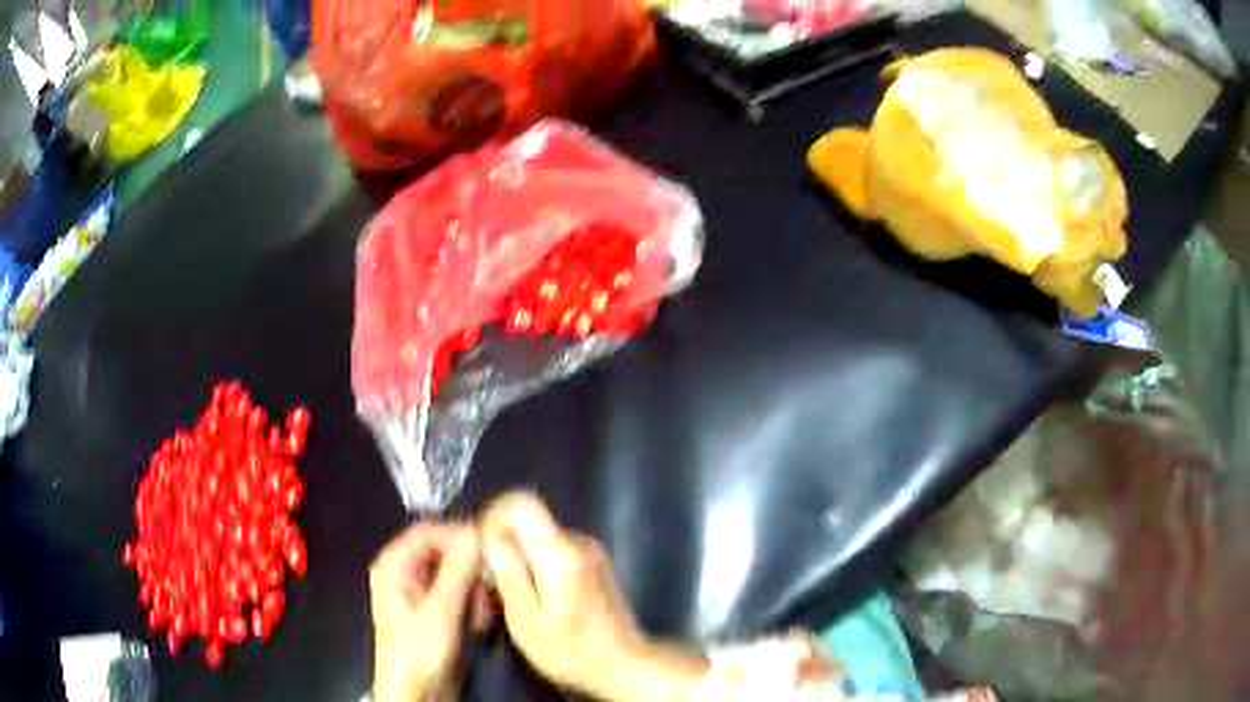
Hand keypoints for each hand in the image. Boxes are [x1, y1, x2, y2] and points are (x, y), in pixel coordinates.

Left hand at [369, 522, 493, 701]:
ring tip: (482, 615)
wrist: (416, 695)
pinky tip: (478, 625)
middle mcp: (406, 574)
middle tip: (489, 589)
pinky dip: (472, 606)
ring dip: (474, 592)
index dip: (459, 536)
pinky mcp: (437, 614)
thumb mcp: (440, 611)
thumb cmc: (419, 651)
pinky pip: (460, 596)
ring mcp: (422, 595)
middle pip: (445, 553)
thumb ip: (458, 570)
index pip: (429, 531)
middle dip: (470, 572)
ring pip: (457, 576)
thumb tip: (476, 531)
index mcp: (394, 565)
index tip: (490, 548)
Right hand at [482, 493, 707, 700]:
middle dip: (504, 541)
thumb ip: (507, 573)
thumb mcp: (525, 620)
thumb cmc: (570, 651)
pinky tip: (538, 598)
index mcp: (560, 553)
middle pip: (530, 519)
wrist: (624, 665)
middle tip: (492, 581)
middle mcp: (579, 541)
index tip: (484, 549)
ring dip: (521, 556)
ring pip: (541, 535)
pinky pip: (557, 549)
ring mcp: (592, 551)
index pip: (522, 502)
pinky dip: (539, 564)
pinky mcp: (597, 563)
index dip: (494, 516)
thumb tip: (489, 535)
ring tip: (513, 596)